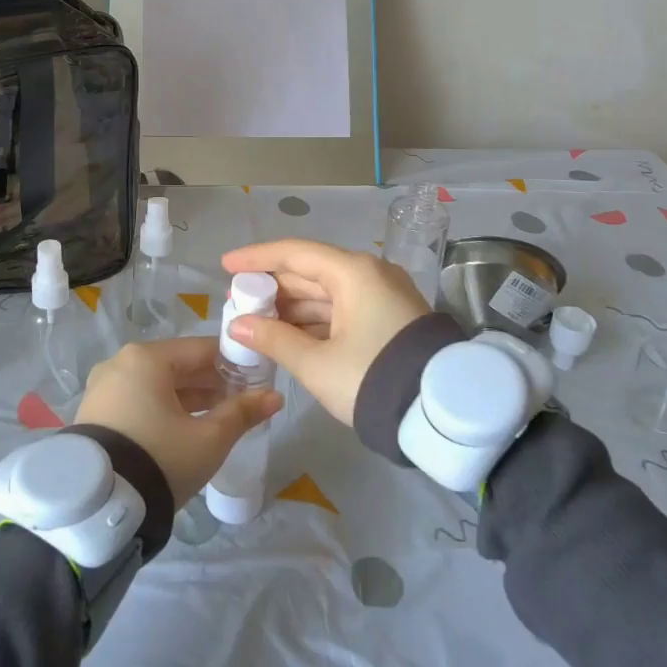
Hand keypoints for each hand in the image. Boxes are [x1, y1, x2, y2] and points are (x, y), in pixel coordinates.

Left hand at [74, 338, 282, 505]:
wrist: (99, 507)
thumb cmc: (160, 458)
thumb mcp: (209, 438)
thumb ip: (242, 412)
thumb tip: (275, 396)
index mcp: (147, 357)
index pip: (201, 349)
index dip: (233, 363)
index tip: (256, 379)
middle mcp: (120, 363)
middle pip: (177, 365)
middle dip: (210, 383)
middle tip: (240, 403)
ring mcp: (103, 388)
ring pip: (157, 384)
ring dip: (187, 398)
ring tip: (217, 418)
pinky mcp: (94, 413)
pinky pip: (138, 399)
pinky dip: (162, 409)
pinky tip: (183, 429)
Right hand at [218, 239, 428, 424]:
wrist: (441, 412)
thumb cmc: (372, 378)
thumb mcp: (317, 363)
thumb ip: (274, 339)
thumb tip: (238, 325)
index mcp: (353, 272)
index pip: (294, 253)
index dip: (256, 258)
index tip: (225, 265)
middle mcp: (369, 274)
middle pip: (309, 271)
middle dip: (271, 287)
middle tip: (236, 301)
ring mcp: (382, 295)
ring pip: (325, 292)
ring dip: (291, 307)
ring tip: (256, 322)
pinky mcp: (388, 318)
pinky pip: (342, 309)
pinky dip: (314, 320)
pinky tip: (288, 335)